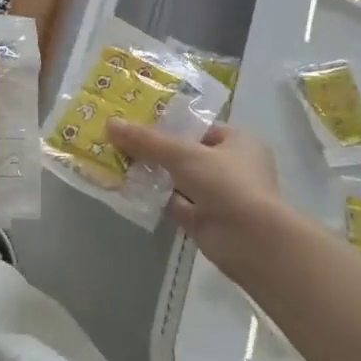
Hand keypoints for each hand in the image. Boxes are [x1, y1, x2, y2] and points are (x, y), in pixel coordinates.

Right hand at [107, 121, 294, 285]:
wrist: (250, 241)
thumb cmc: (227, 184)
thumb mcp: (184, 154)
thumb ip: (147, 141)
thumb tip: (111, 123)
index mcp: (238, 142)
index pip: (198, 127)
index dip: (168, 123)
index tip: (136, 120)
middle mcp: (231, 166)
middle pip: (185, 153)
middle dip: (155, 149)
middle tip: (120, 139)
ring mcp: (218, 195)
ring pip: (178, 179)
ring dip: (152, 173)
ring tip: (116, 160)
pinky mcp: (205, 220)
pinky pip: (174, 202)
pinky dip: (155, 196)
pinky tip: (127, 188)